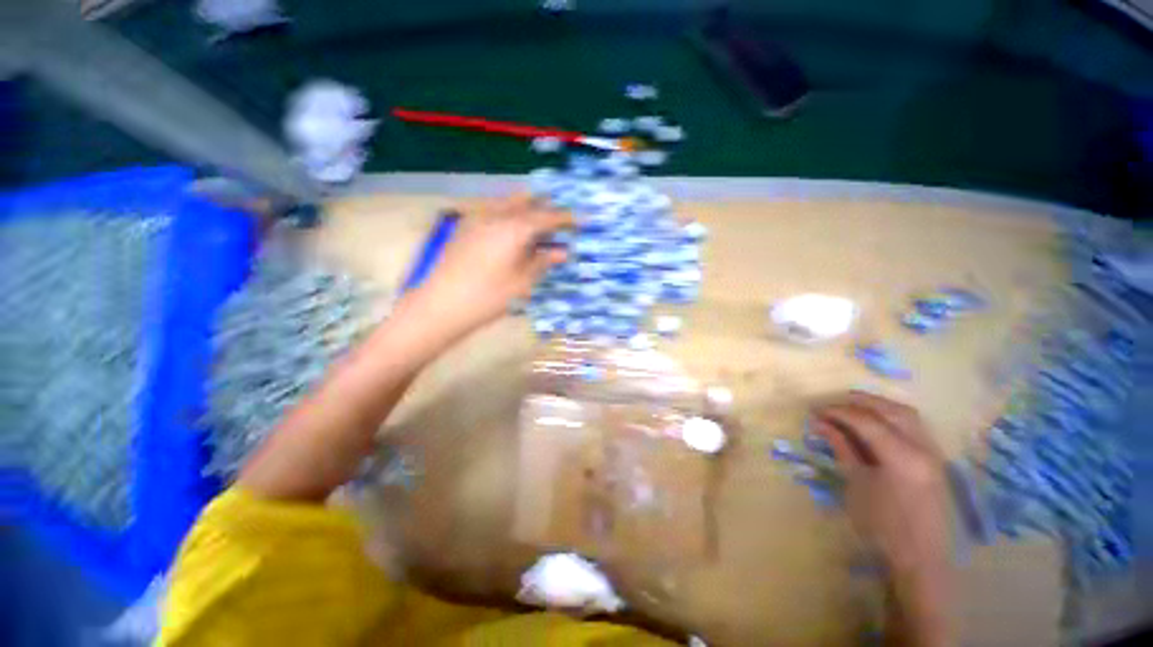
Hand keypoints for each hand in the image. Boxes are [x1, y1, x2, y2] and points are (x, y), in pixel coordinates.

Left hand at [409, 193, 570, 338]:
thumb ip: (542, 262)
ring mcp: (477, 218)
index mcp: (514, 228)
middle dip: (546, 207)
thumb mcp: (522, 282)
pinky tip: (512, 229)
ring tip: (538, 223)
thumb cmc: (488, 297)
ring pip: (508, 202)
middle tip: (559, 220)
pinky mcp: (465, 226)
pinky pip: (494, 210)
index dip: (566, 218)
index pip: (547, 217)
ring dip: (527, 208)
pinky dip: (509, 214)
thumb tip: (562, 251)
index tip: (582, 219)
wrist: (441, 304)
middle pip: (527, 201)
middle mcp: (496, 215)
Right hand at [811, 391, 955, 645]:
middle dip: (858, 401)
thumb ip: (841, 448)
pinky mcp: (934, 459)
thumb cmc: (881, 525)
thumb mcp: (856, 484)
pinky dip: (891, 416)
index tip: (815, 410)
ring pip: (906, 413)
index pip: (866, 421)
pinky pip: (913, 425)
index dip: (837, 411)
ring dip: (877, 405)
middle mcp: (923, 449)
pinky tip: (874, 422)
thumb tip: (819, 423)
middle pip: (890, 409)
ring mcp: (933, 453)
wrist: (919, 558)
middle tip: (831, 403)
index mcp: (902, 458)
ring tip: (850, 407)